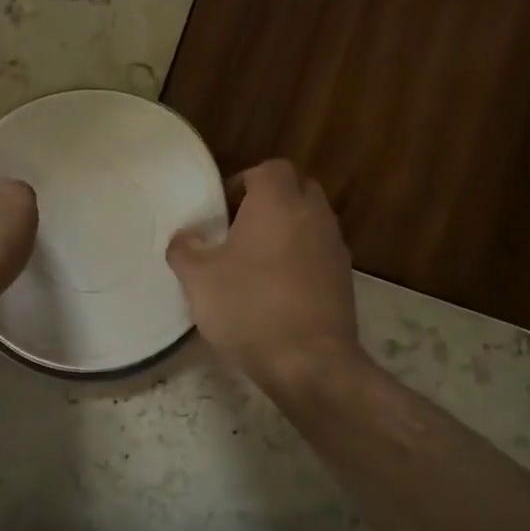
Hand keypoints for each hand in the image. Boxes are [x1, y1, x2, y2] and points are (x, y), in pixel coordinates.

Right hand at [166, 159, 364, 394]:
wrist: (310, 361)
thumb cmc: (250, 308)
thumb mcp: (198, 279)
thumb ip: (185, 249)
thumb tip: (185, 236)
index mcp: (278, 202)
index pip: (269, 168)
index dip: (243, 182)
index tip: (223, 210)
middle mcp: (313, 214)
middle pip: (296, 188)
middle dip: (270, 202)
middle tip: (239, 229)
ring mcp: (334, 246)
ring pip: (310, 221)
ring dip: (287, 231)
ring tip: (256, 262)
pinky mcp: (344, 278)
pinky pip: (320, 252)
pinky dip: (301, 258)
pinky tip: (278, 289)